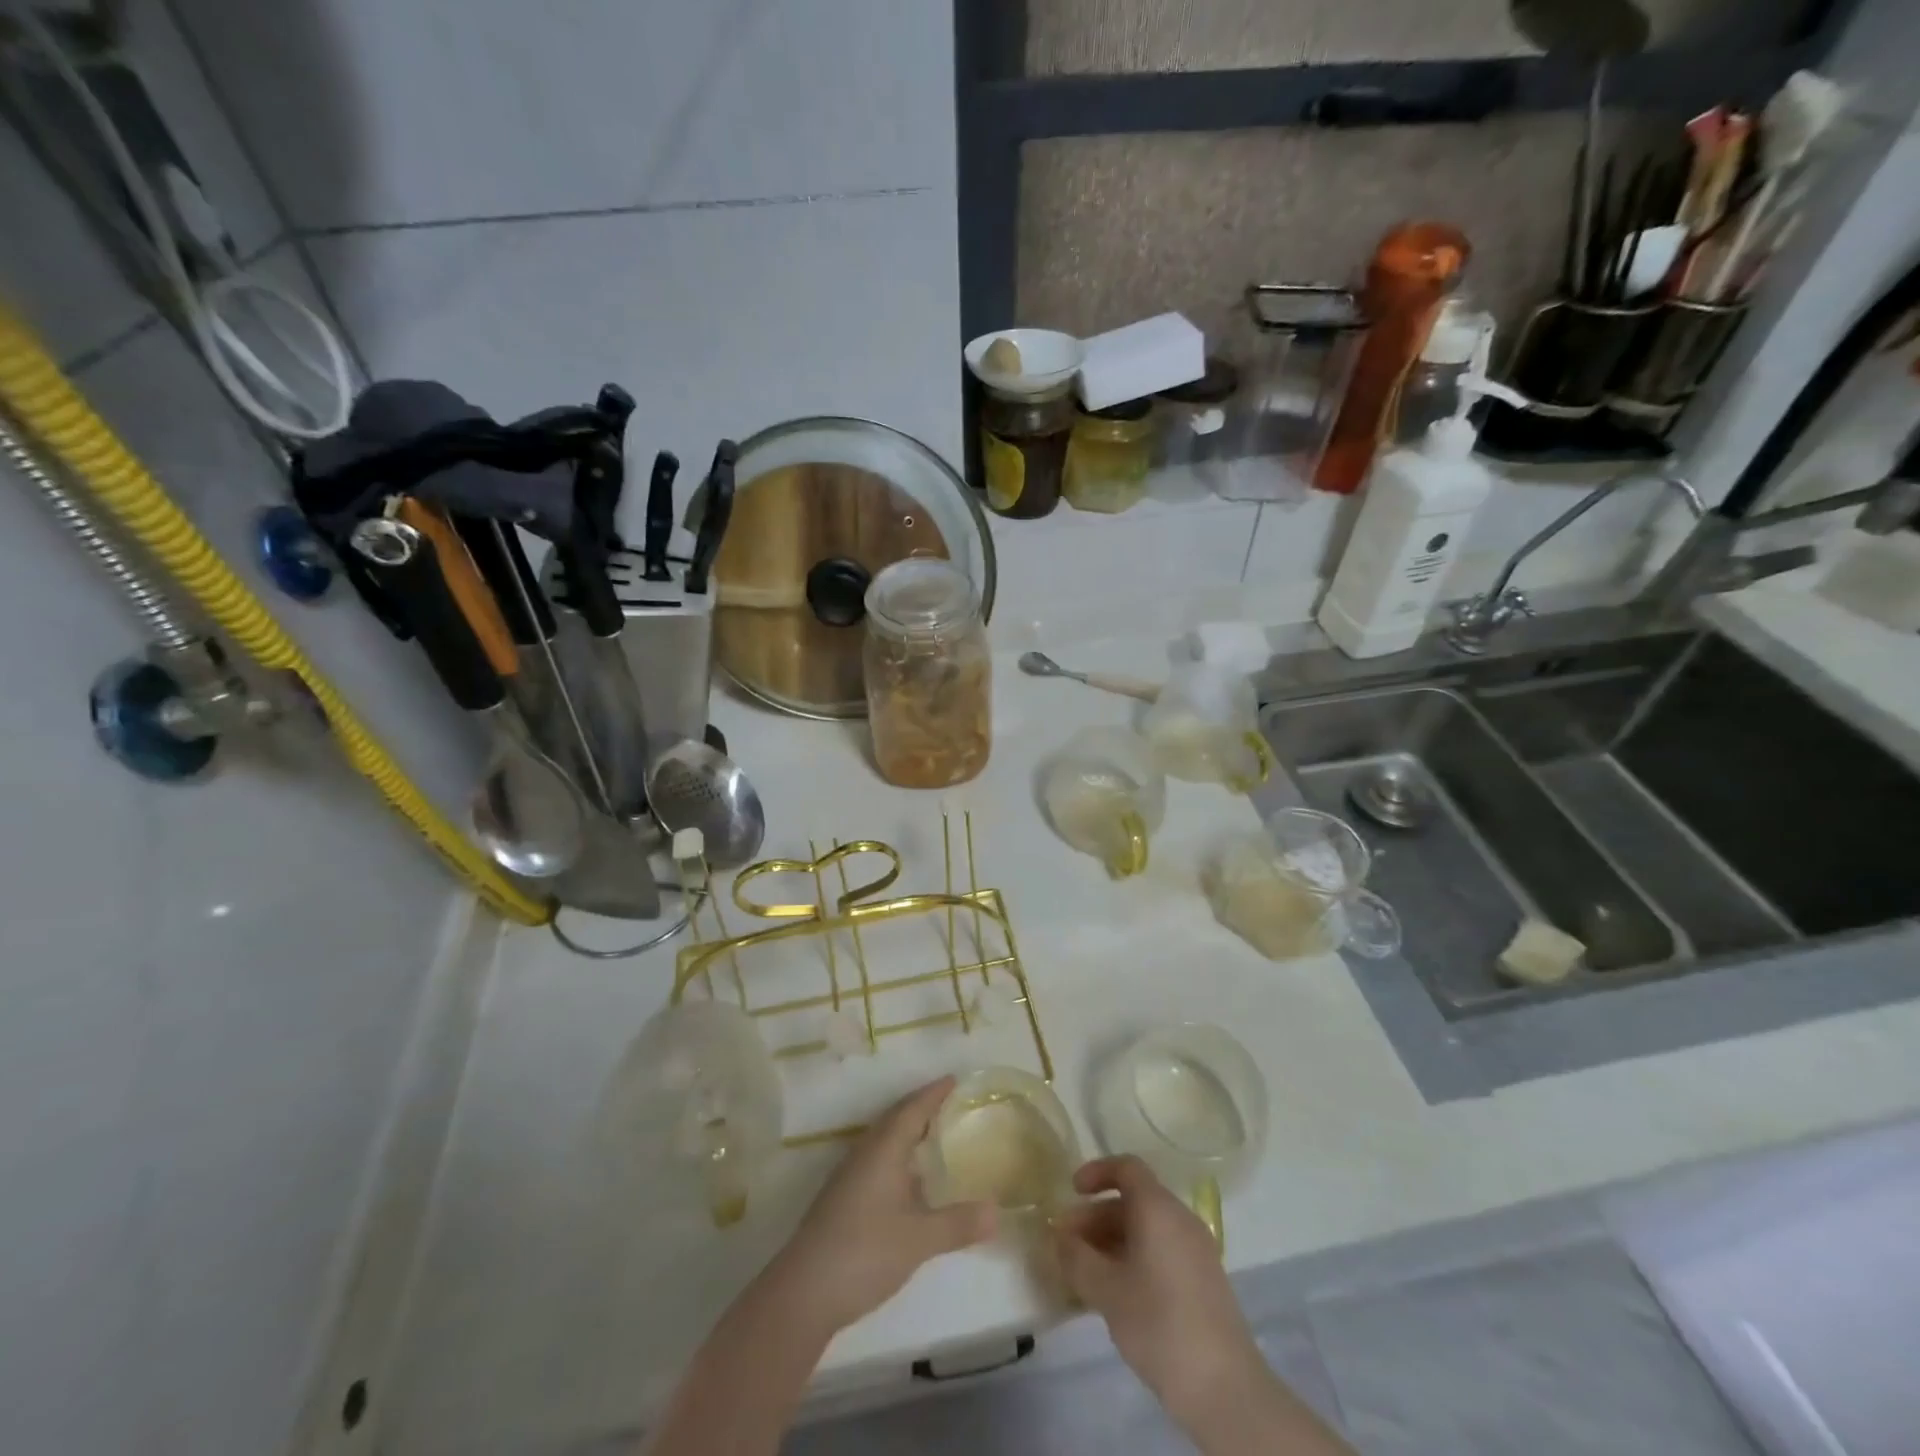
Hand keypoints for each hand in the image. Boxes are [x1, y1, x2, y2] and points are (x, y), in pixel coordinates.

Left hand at [766, 1077, 996, 1335]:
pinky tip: (909, 1181)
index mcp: (883, 1150)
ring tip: (933, 1135)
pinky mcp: (842, 1200)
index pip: (912, 1109)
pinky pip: (877, 1160)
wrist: (803, 1293)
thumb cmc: (864, 1252)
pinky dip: (897, 1157)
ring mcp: (849, 1177)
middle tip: (949, 1102)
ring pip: (883, 1141)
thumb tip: (998, 1211)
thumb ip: (958, 1224)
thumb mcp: (918, 1239)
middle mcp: (865, 1154)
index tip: (954, 1079)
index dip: (933, 1093)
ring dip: (907, 1132)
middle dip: (921, 1107)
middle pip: (895, 1119)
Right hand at [1053, 1155, 1265, 1422]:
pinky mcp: (1203, 1280)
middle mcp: (1180, 1219)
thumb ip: (1076, 1257)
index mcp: (1158, 1208)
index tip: (1072, 1191)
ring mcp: (1196, 1250)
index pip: (1126, 1168)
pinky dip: (1134, 1258)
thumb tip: (1059, 1236)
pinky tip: (1116, 1293)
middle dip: (1096, 1217)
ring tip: (1085, 1273)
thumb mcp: (1106, 1290)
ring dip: (1112, 1241)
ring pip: (1146, 1229)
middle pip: (1133, 1201)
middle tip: (1068, 1244)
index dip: (1096, 1172)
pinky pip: (1161, 1251)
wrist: (1225, 1389)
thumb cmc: (1159, 1324)